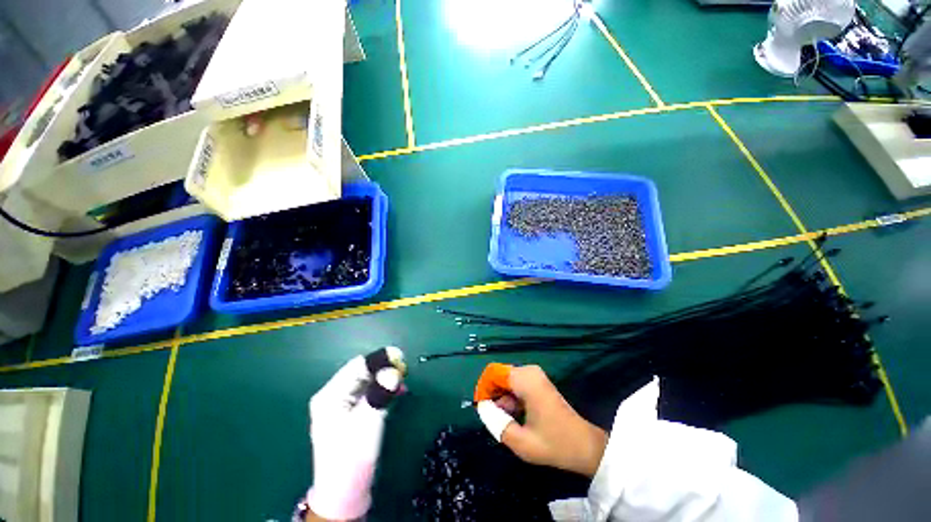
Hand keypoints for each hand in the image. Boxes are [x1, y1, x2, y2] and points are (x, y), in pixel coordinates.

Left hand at [306, 347, 404, 520]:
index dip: (379, 359)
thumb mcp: (367, 423)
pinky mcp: (351, 413)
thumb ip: (380, 394)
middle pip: (362, 372)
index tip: (400, 357)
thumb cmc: (352, 457)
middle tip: (404, 371)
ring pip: (368, 381)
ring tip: (402, 383)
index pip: (357, 366)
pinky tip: (395, 393)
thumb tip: (393, 370)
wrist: (345, 493)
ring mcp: (342, 405)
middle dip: (384, 369)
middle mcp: (334, 395)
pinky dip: (383, 390)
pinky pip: (369, 393)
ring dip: (385, 379)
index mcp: (331, 395)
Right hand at [476, 364, 607, 477]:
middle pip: (500, 376)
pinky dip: (511, 398)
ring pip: (507, 381)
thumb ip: (497, 423)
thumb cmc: (554, 443)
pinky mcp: (539, 383)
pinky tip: (514, 417)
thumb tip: (483, 409)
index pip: (493, 372)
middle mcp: (529, 371)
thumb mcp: (521, 442)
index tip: (481, 408)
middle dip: (492, 395)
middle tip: (492, 417)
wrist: (585, 446)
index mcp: (525, 379)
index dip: (483, 388)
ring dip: (501, 398)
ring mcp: (535, 376)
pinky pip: (516, 385)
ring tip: (504, 421)